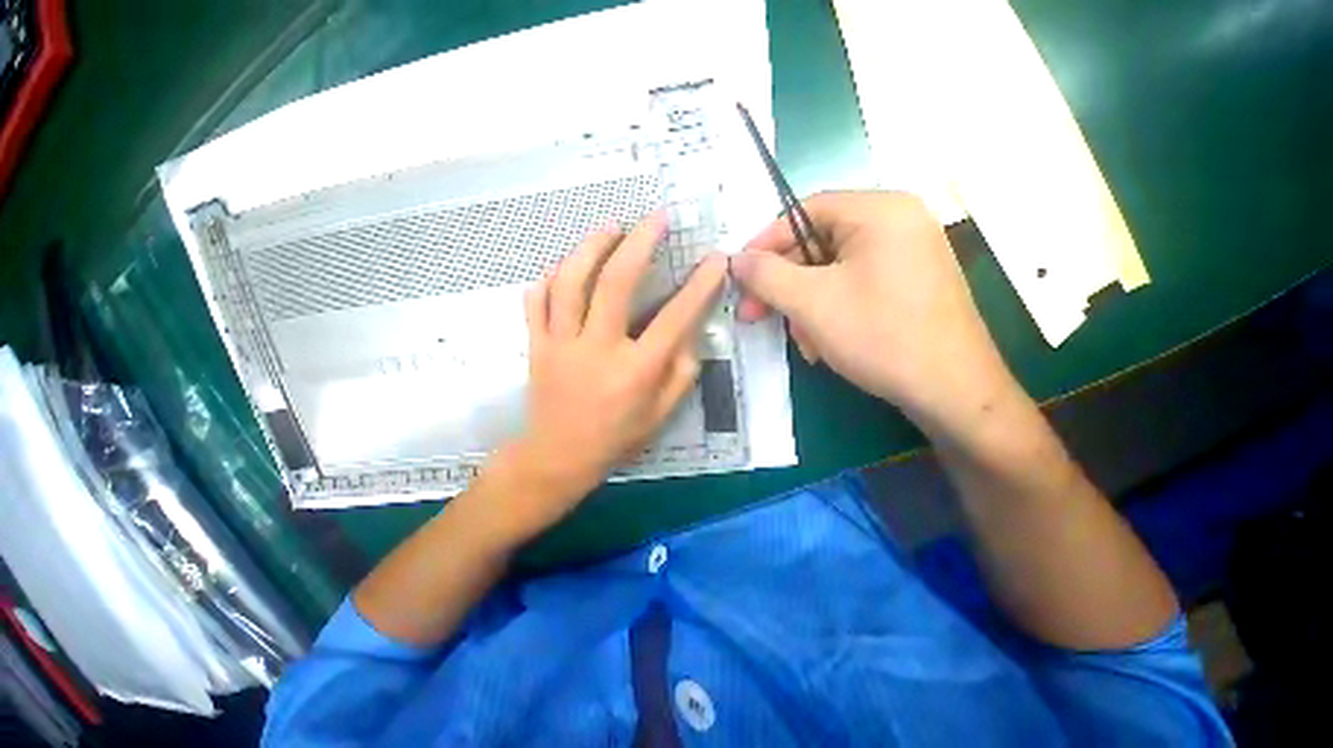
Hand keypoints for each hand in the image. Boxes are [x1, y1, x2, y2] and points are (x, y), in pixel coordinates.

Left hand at [487, 213, 727, 541]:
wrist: (559, 457)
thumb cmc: (617, 438)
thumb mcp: (662, 414)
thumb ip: (681, 373)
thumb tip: (689, 333)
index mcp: (636, 371)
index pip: (675, 318)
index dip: (699, 285)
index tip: (715, 259)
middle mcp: (599, 349)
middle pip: (616, 282)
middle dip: (640, 242)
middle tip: (655, 218)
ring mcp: (561, 344)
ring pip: (570, 281)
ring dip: (592, 247)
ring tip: (611, 228)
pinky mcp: (537, 345)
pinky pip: (538, 299)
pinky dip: (551, 276)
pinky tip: (567, 266)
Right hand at [731, 191, 1016, 433]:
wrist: (951, 391)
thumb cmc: (879, 335)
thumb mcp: (810, 302)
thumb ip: (766, 275)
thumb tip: (735, 259)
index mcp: (879, 211)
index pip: (803, 213)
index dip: (764, 244)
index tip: (738, 274)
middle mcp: (896, 224)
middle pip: (816, 245)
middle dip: (782, 284)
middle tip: (752, 313)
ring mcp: (905, 255)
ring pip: (830, 272)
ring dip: (804, 305)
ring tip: (801, 340)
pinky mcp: (907, 285)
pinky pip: (851, 287)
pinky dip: (828, 312)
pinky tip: (823, 343)